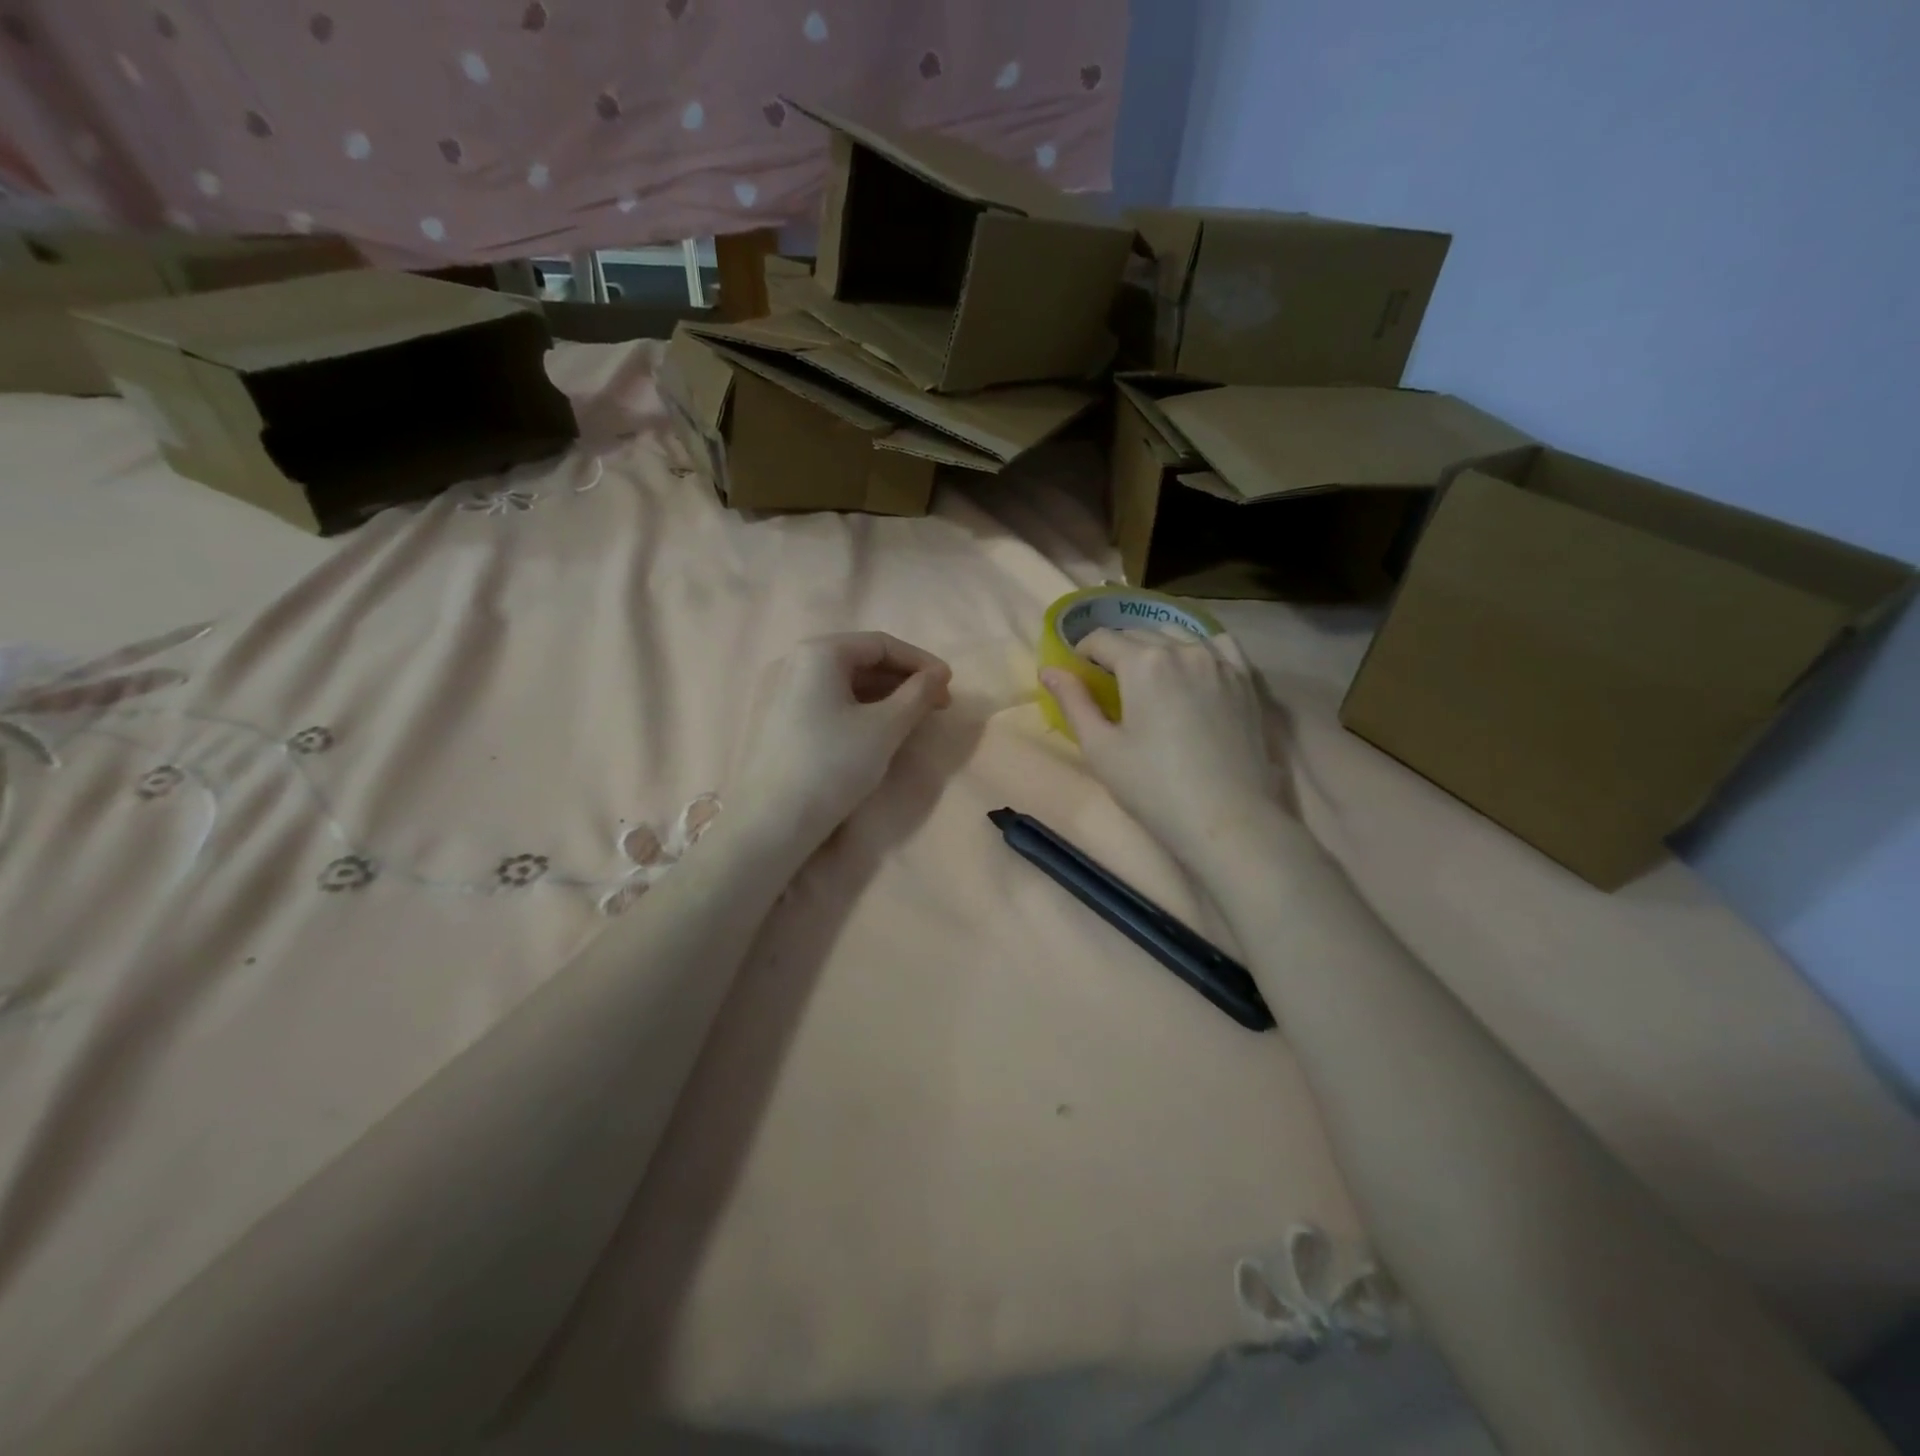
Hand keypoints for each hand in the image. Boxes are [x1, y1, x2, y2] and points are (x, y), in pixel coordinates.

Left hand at [732, 632, 952, 853]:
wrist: (770, 822)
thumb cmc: (832, 765)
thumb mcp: (885, 728)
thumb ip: (918, 694)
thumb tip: (939, 675)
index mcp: (818, 652)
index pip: (881, 644)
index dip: (921, 662)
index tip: (949, 685)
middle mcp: (792, 661)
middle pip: (859, 660)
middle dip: (902, 680)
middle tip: (936, 705)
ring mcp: (777, 690)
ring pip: (841, 683)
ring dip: (881, 696)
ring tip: (911, 719)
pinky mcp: (773, 719)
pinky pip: (823, 701)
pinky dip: (855, 708)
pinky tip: (874, 730)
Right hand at [1042, 628, 1290, 866]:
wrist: (1227, 819)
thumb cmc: (1153, 787)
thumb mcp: (1100, 748)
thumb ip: (1073, 702)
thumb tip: (1049, 669)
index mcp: (1143, 662)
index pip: (1102, 640)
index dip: (1082, 652)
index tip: (1077, 673)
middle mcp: (1183, 649)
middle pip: (1139, 633)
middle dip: (1117, 649)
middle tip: (1107, 681)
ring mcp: (1220, 661)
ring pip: (1179, 634)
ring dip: (1155, 645)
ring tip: (1147, 675)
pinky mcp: (1246, 680)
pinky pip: (1218, 645)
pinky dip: (1198, 647)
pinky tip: (1192, 667)